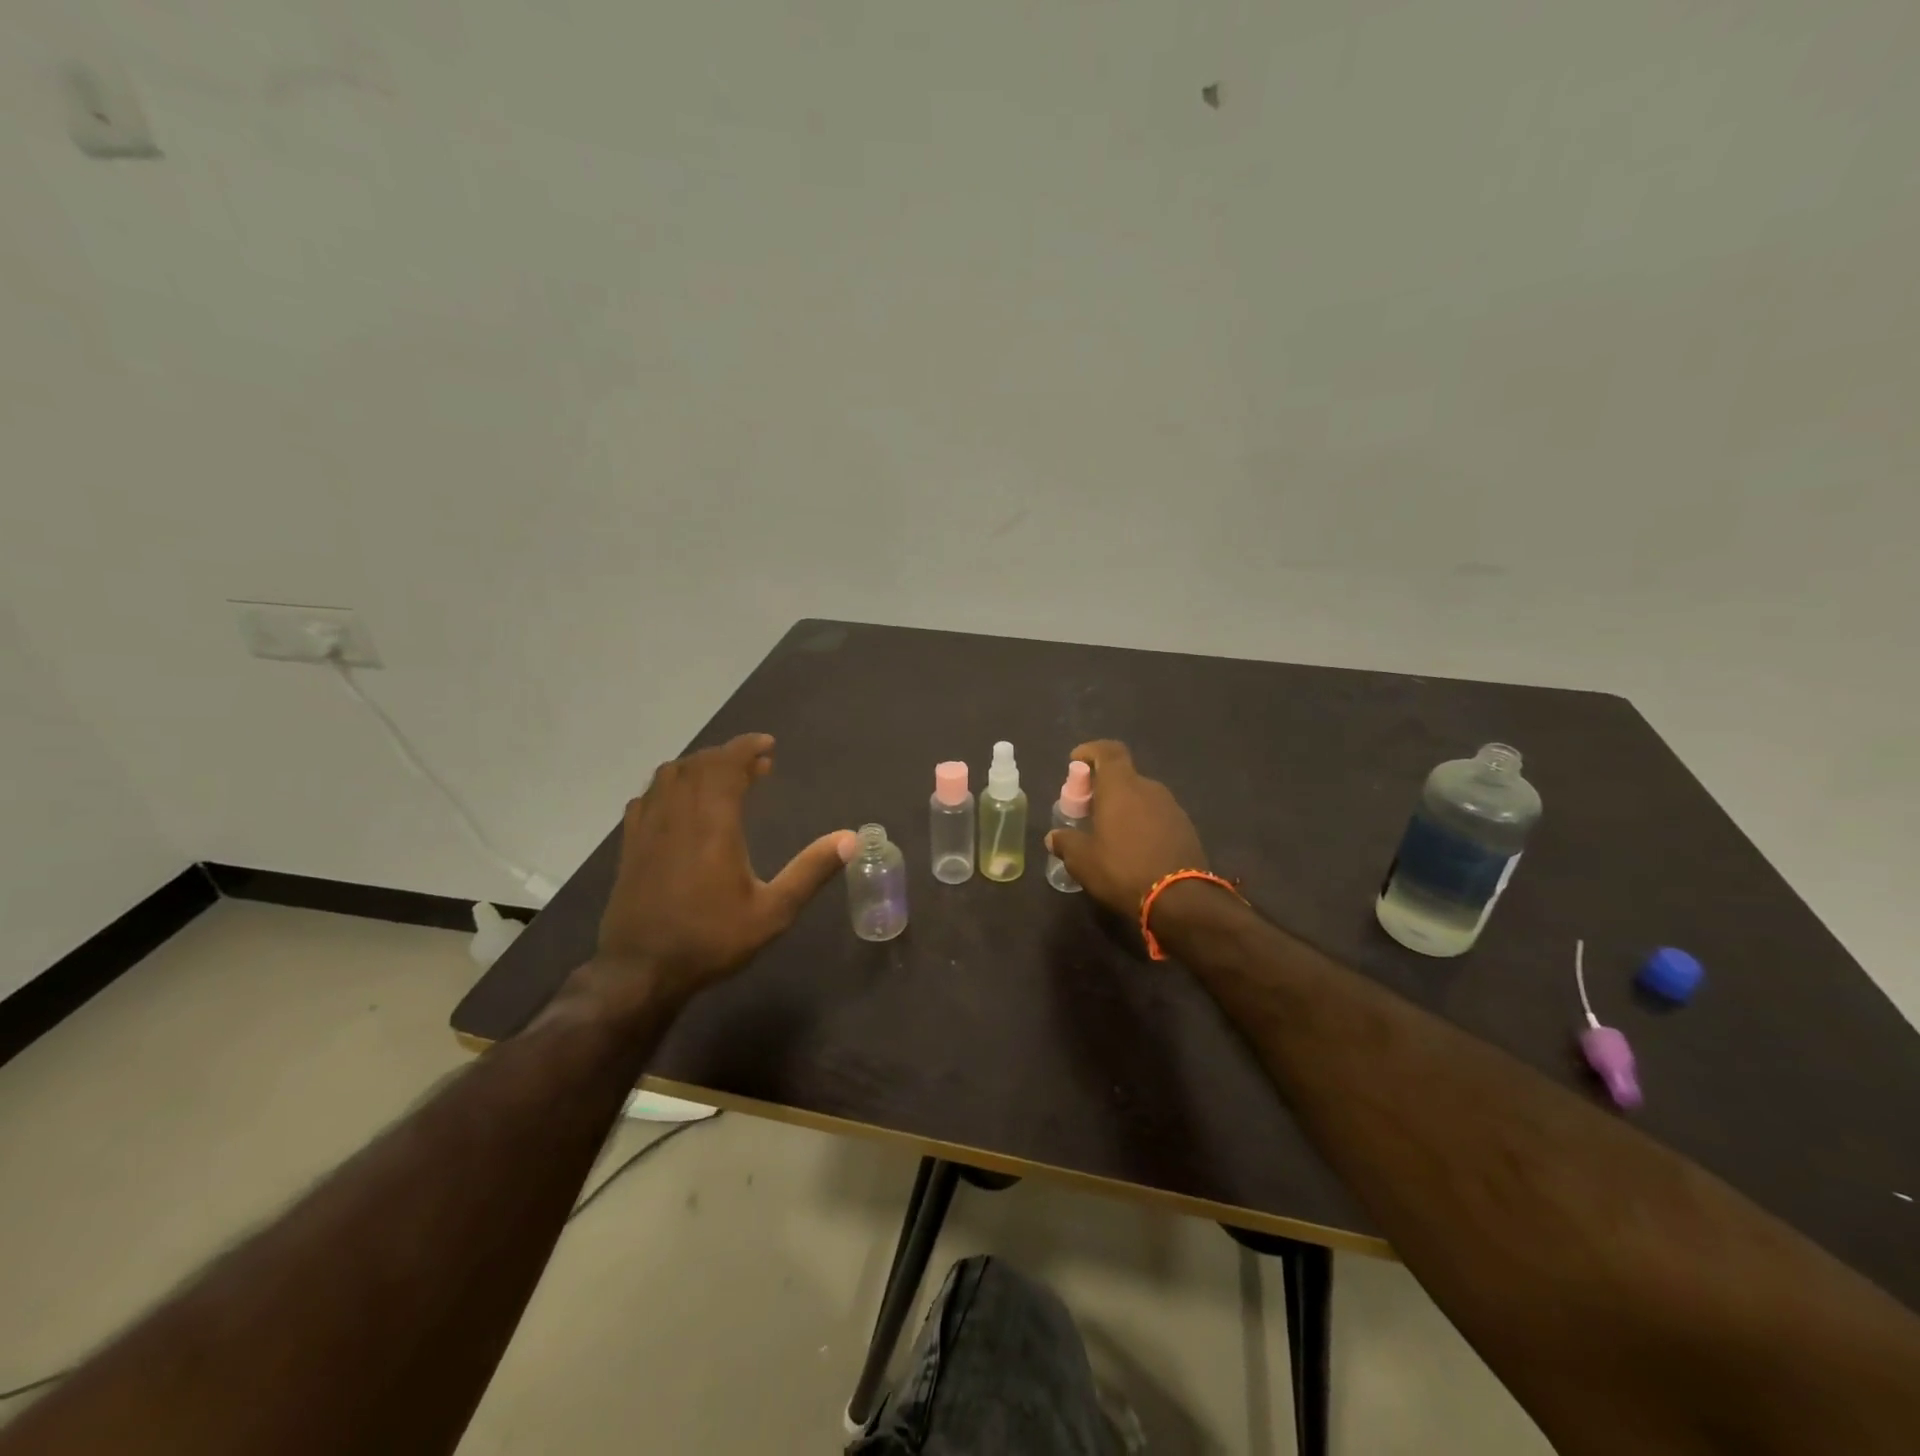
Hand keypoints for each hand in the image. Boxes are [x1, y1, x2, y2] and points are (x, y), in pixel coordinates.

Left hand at [595, 733, 853, 1004]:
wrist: (640, 972)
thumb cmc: (711, 940)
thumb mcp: (773, 911)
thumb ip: (811, 871)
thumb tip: (850, 838)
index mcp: (713, 823)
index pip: (727, 765)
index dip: (747, 748)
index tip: (768, 745)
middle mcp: (677, 815)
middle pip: (699, 764)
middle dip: (728, 756)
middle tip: (757, 765)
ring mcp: (648, 828)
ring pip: (669, 776)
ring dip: (698, 766)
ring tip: (723, 779)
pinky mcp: (630, 845)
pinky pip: (647, 797)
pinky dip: (669, 786)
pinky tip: (681, 804)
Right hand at [1045, 740, 1207, 915]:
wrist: (1180, 899)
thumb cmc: (1123, 869)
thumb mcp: (1083, 861)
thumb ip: (1066, 843)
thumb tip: (1054, 837)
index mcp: (1121, 787)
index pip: (1108, 750)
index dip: (1091, 751)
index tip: (1076, 762)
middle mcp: (1149, 789)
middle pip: (1123, 776)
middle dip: (1103, 787)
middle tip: (1087, 809)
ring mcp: (1171, 807)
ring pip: (1141, 797)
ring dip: (1124, 806)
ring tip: (1110, 833)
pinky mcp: (1185, 828)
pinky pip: (1156, 815)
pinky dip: (1142, 822)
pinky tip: (1134, 848)